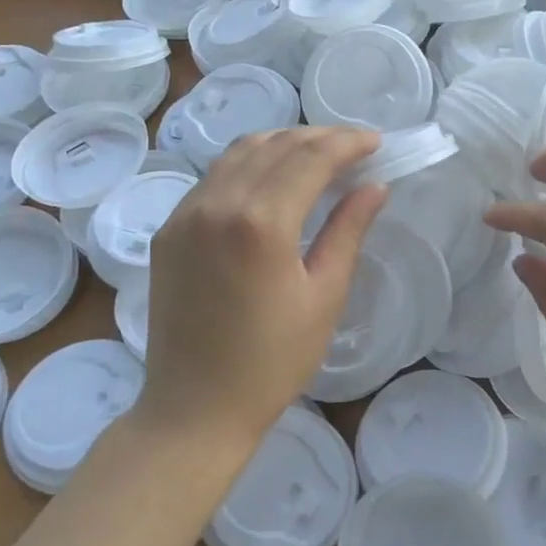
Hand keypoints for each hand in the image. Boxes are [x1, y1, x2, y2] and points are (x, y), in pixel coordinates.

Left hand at [138, 127, 386, 450]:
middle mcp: (218, 204)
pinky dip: (249, 164)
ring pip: (239, 152)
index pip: (311, 157)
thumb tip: (374, 186)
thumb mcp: (324, 296)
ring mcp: (185, 214)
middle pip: (275, 145)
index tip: (376, 142)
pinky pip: (213, 177)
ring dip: (282, 143)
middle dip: (319, 137)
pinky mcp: (169, 230)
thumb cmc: (272, 361)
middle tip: (353, 146)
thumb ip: (348, 231)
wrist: (194, 408)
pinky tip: (270, 179)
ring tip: (316, 154)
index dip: (347, 142)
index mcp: (261, 222)